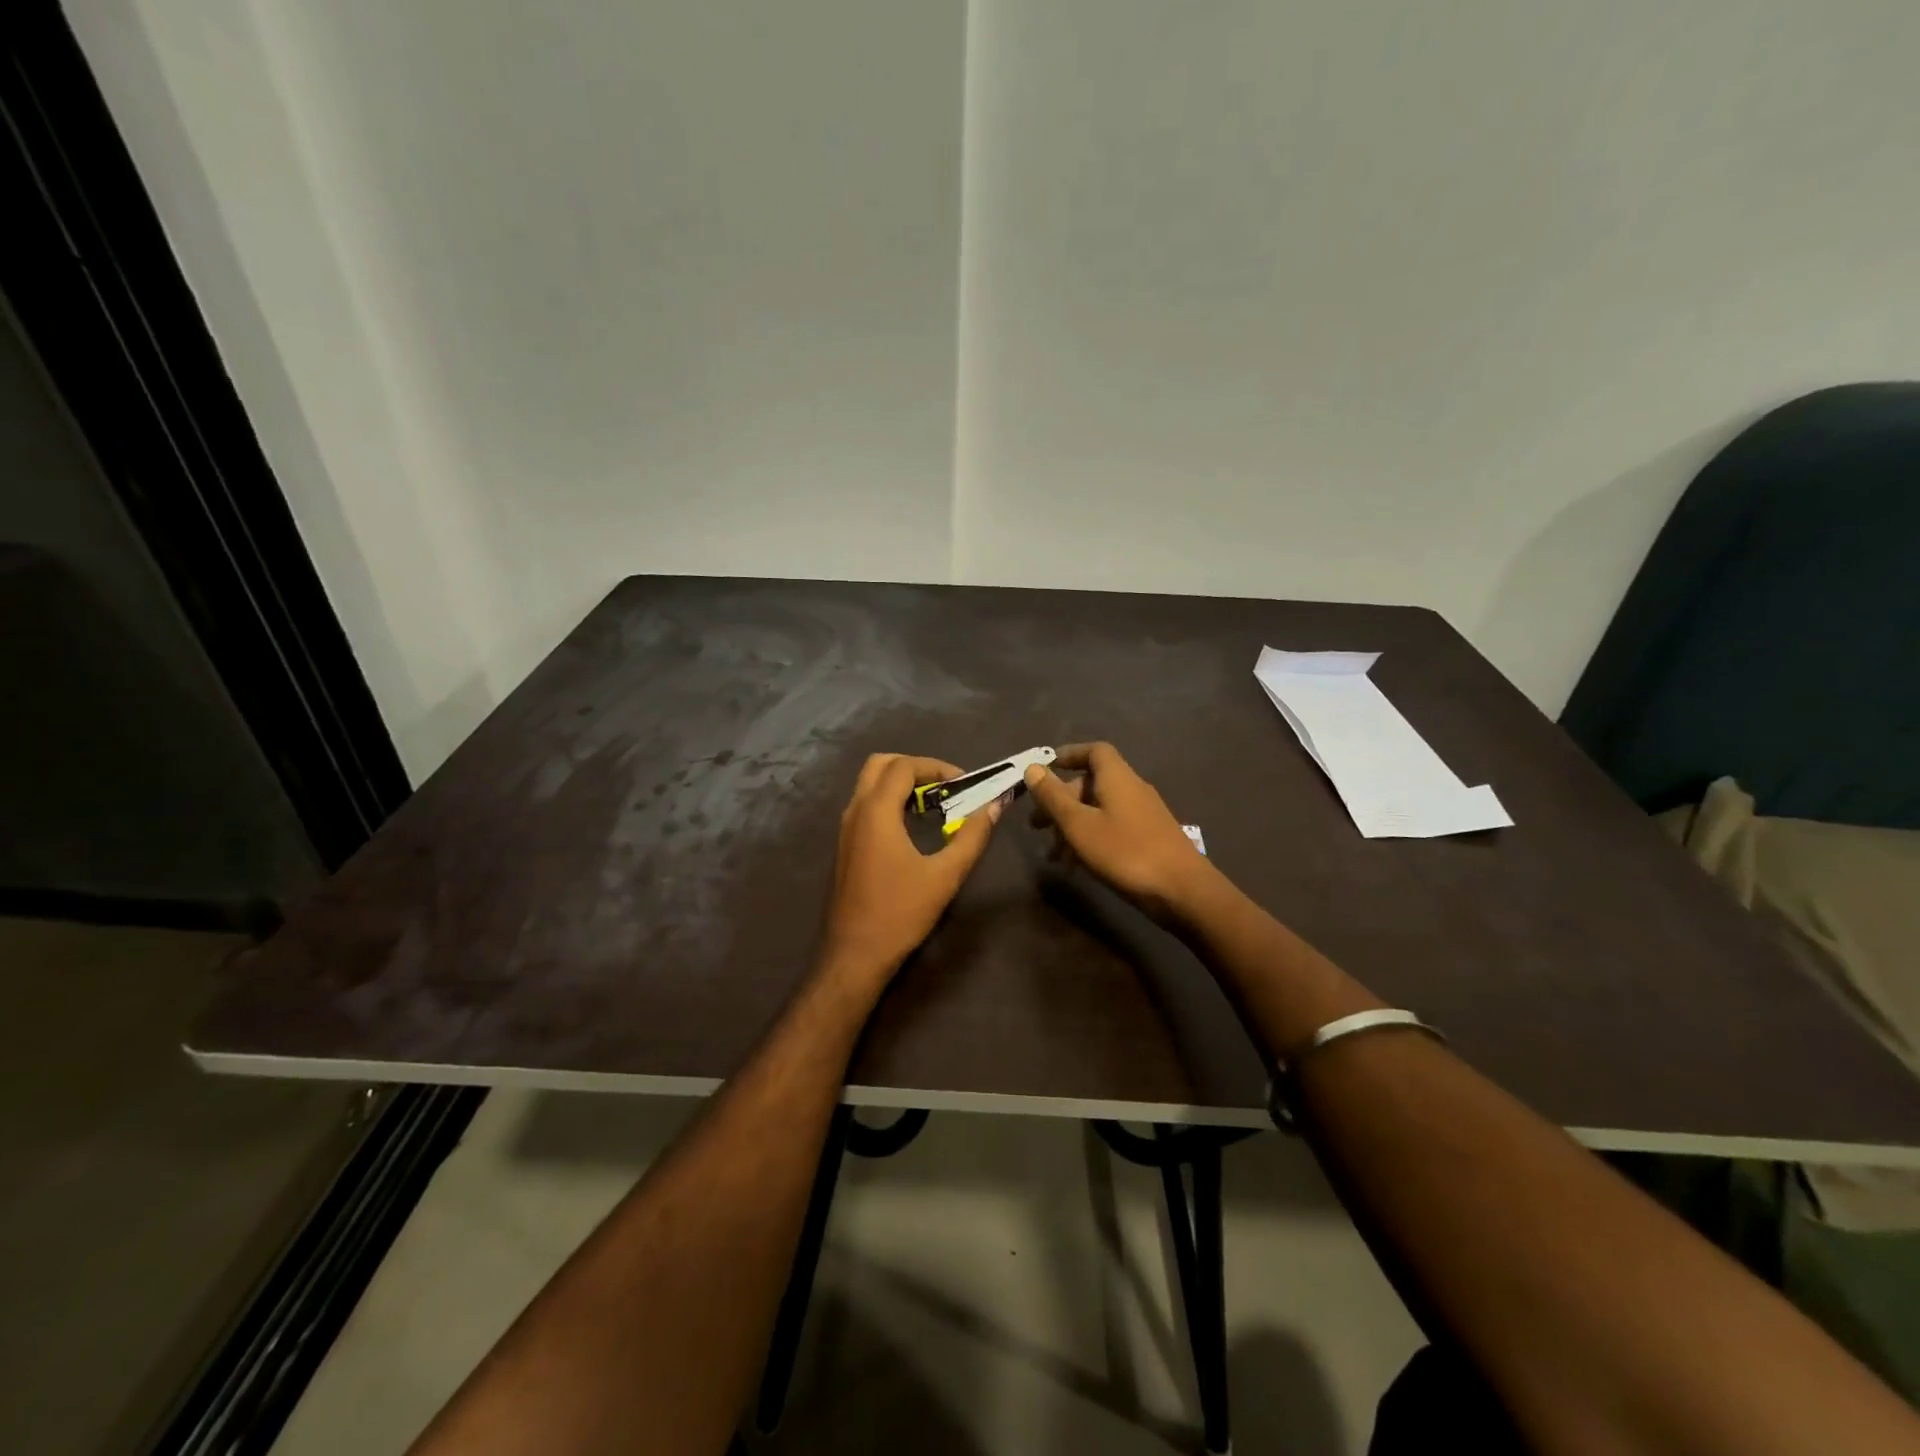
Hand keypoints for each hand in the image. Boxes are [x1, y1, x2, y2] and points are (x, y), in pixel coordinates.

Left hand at [819, 753, 999, 986]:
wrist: (855, 953)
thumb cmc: (901, 912)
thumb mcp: (945, 875)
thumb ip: (972, 836)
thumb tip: (994, 806)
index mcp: (876, 812)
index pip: (904, 766)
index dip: (936, 766)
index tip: (963, 782)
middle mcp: (855, 811)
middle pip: (880, 764)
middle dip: (914, 766)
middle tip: (944, 785)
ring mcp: (845, 828)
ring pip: (869, 784)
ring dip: (900, 783)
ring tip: (933, 803)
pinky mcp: (845, 845)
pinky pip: (865, 805)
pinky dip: (888, 800)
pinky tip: (912, 825)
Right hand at [1024, 742, 1218, 922]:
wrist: (1182, 891)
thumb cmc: (1125, 852)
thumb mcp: (1079, 825)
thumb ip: (1053, 797)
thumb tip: (1033, 768)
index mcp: (1117, 778)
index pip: (1094, 751)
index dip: (1069, 755)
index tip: (1046, 769)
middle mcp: (1132, 789)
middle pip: (1092, 783)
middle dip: (1061, 800)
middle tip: (1036, 824)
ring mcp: (1143, 815)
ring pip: (1099, 809)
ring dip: (1073, 825)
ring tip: (1052, 853)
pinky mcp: (1149, 838)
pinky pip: (1112, 828)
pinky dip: (1091, 838)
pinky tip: (1077, 865)